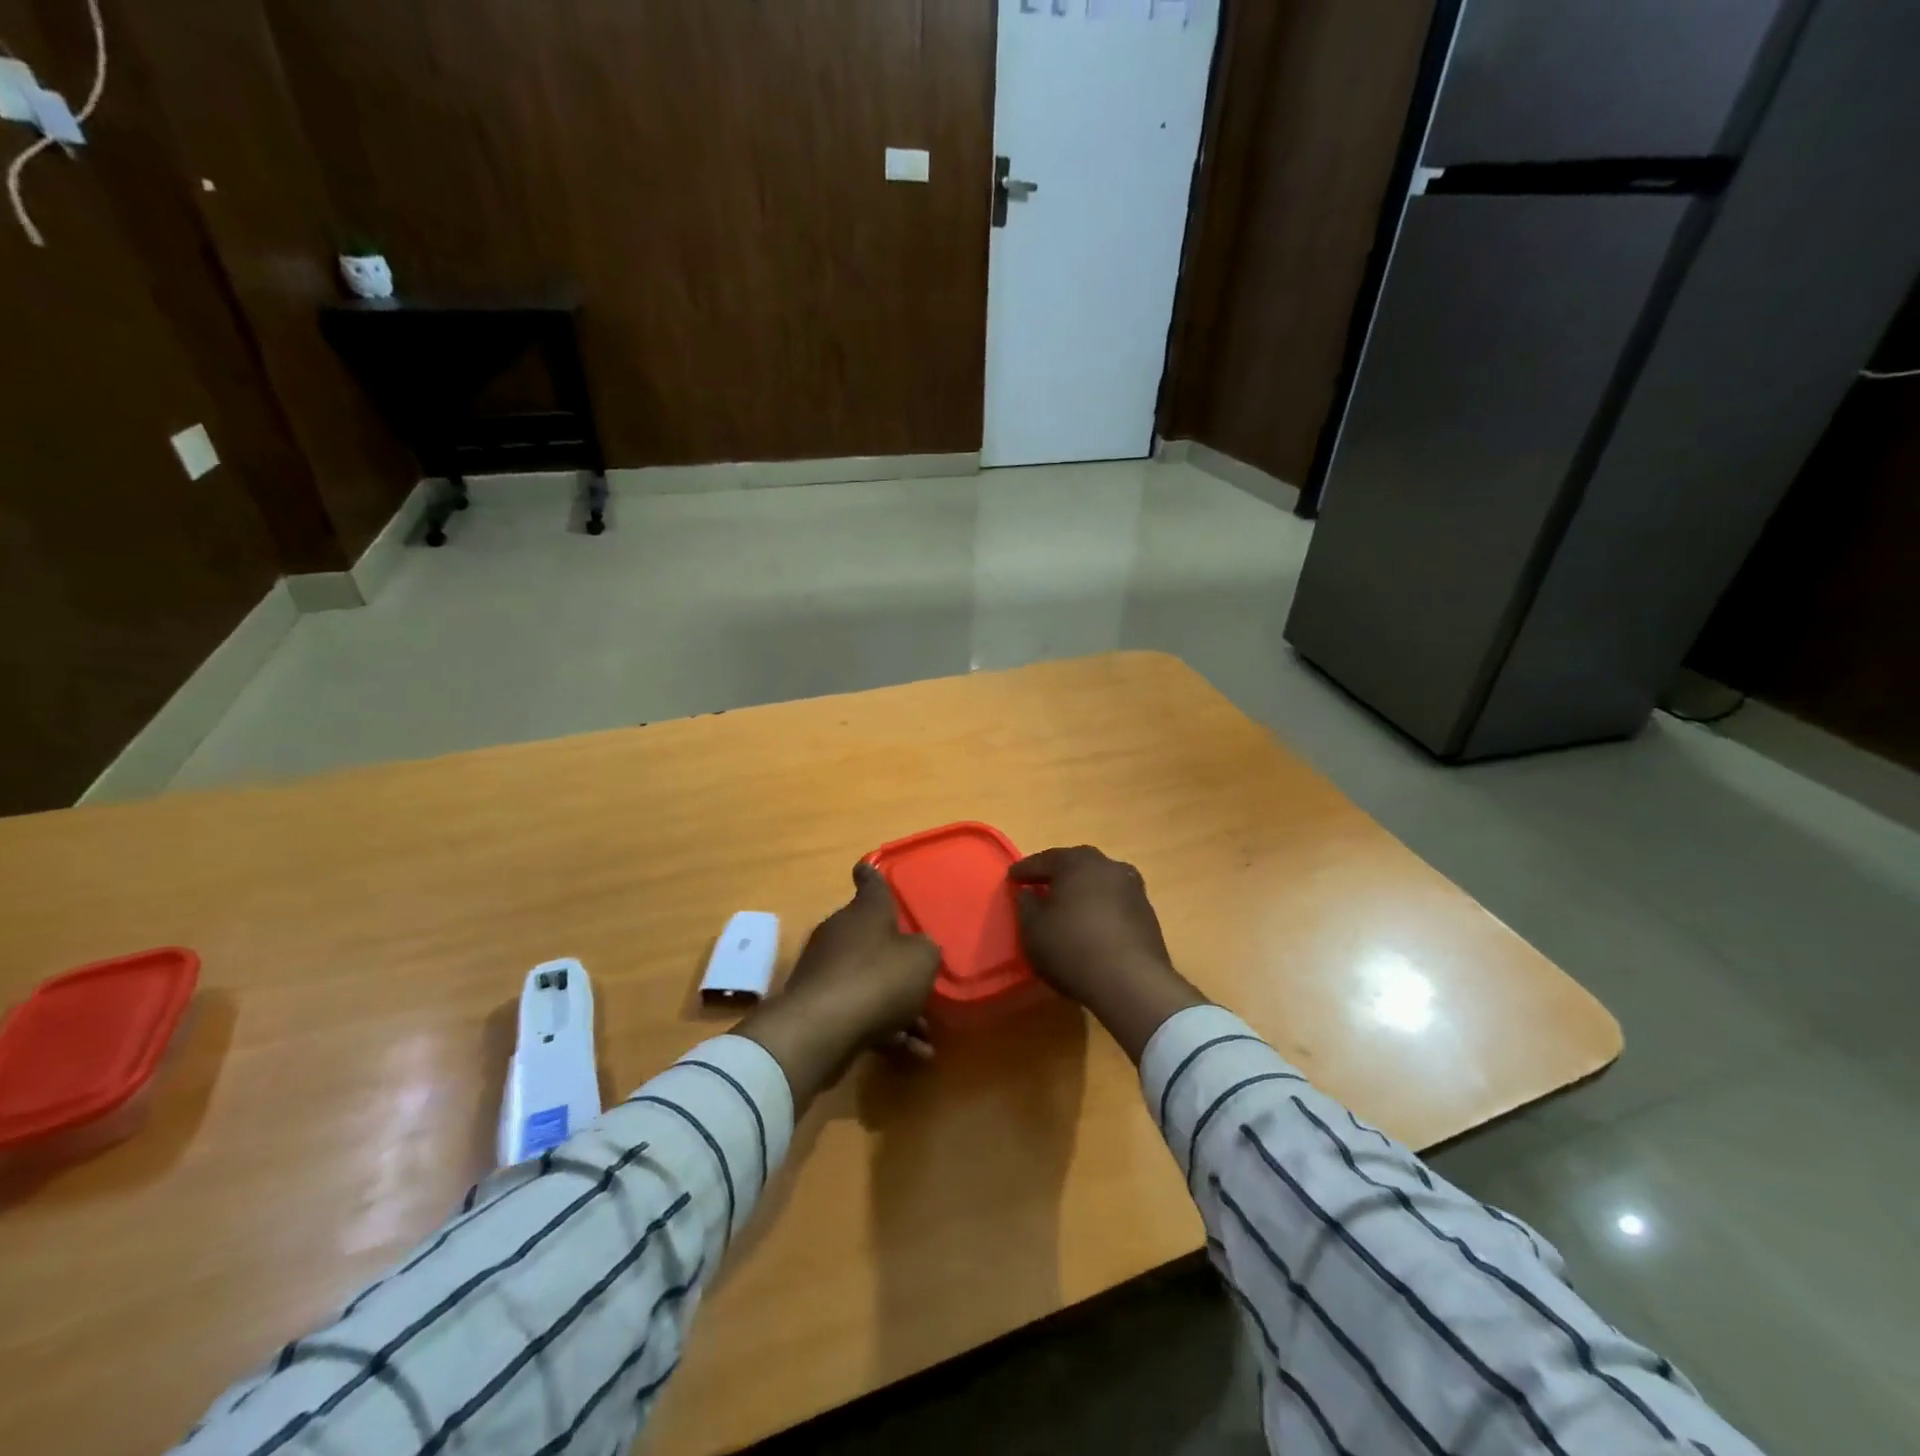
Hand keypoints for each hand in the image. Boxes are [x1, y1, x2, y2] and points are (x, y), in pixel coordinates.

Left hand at [737, 862, 940, 1106]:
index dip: (871, 875)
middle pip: (872, 937)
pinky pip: (860, 1012)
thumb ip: (926, 951)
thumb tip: (919, 951)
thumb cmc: (878, 979)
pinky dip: (885, 1030)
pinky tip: (913, 1053)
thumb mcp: (922, 960)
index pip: (869, 883)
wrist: (822, 1029)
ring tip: (927, 1034)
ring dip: (899, 1006)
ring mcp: (826, 970)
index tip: (866, 867)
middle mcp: (842, 933)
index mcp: (865, 912)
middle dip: (898, 959)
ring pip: (870, 981)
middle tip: (923, 977)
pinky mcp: (819, 1006)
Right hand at [1009, 846, 1205, 1061]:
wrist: (1130, 981)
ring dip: (1082, 891)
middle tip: (1040, 886)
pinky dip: (1100, 908)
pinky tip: (1091, 925)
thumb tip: (1028, 892)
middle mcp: (1108, 866)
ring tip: (1068, 906)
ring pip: (1099, 883)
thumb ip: (1026, 905)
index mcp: (1078, 862)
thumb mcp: (1033, 929)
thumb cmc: (1071, 947)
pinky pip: (1115, 903)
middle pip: (1076, 866)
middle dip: (1057, 875)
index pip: (1045, 859)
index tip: (1012, 878)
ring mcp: (1133, 889)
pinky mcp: (1147, 914)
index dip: (1025, 870)